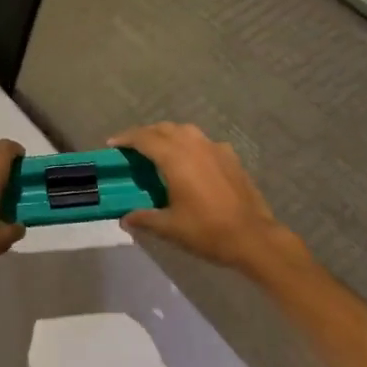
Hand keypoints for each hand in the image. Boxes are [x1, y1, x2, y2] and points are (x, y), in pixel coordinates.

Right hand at [109, 122, 305, 277]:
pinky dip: (189, 145)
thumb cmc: (207, 231)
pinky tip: (190, 161)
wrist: (254, 238)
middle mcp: (194, 146)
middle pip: (164, 129)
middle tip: (132, 147)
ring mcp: (216, 149)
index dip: (126, 138)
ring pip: (186, 131)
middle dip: (145, 134)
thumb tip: (125, 219)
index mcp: (176, 159)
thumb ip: (144, 218)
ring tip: (158, 150)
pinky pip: (204, 142)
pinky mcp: (231, 158)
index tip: (113, 143)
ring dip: (168, 135)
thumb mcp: (170, 228)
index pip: (145, 138)